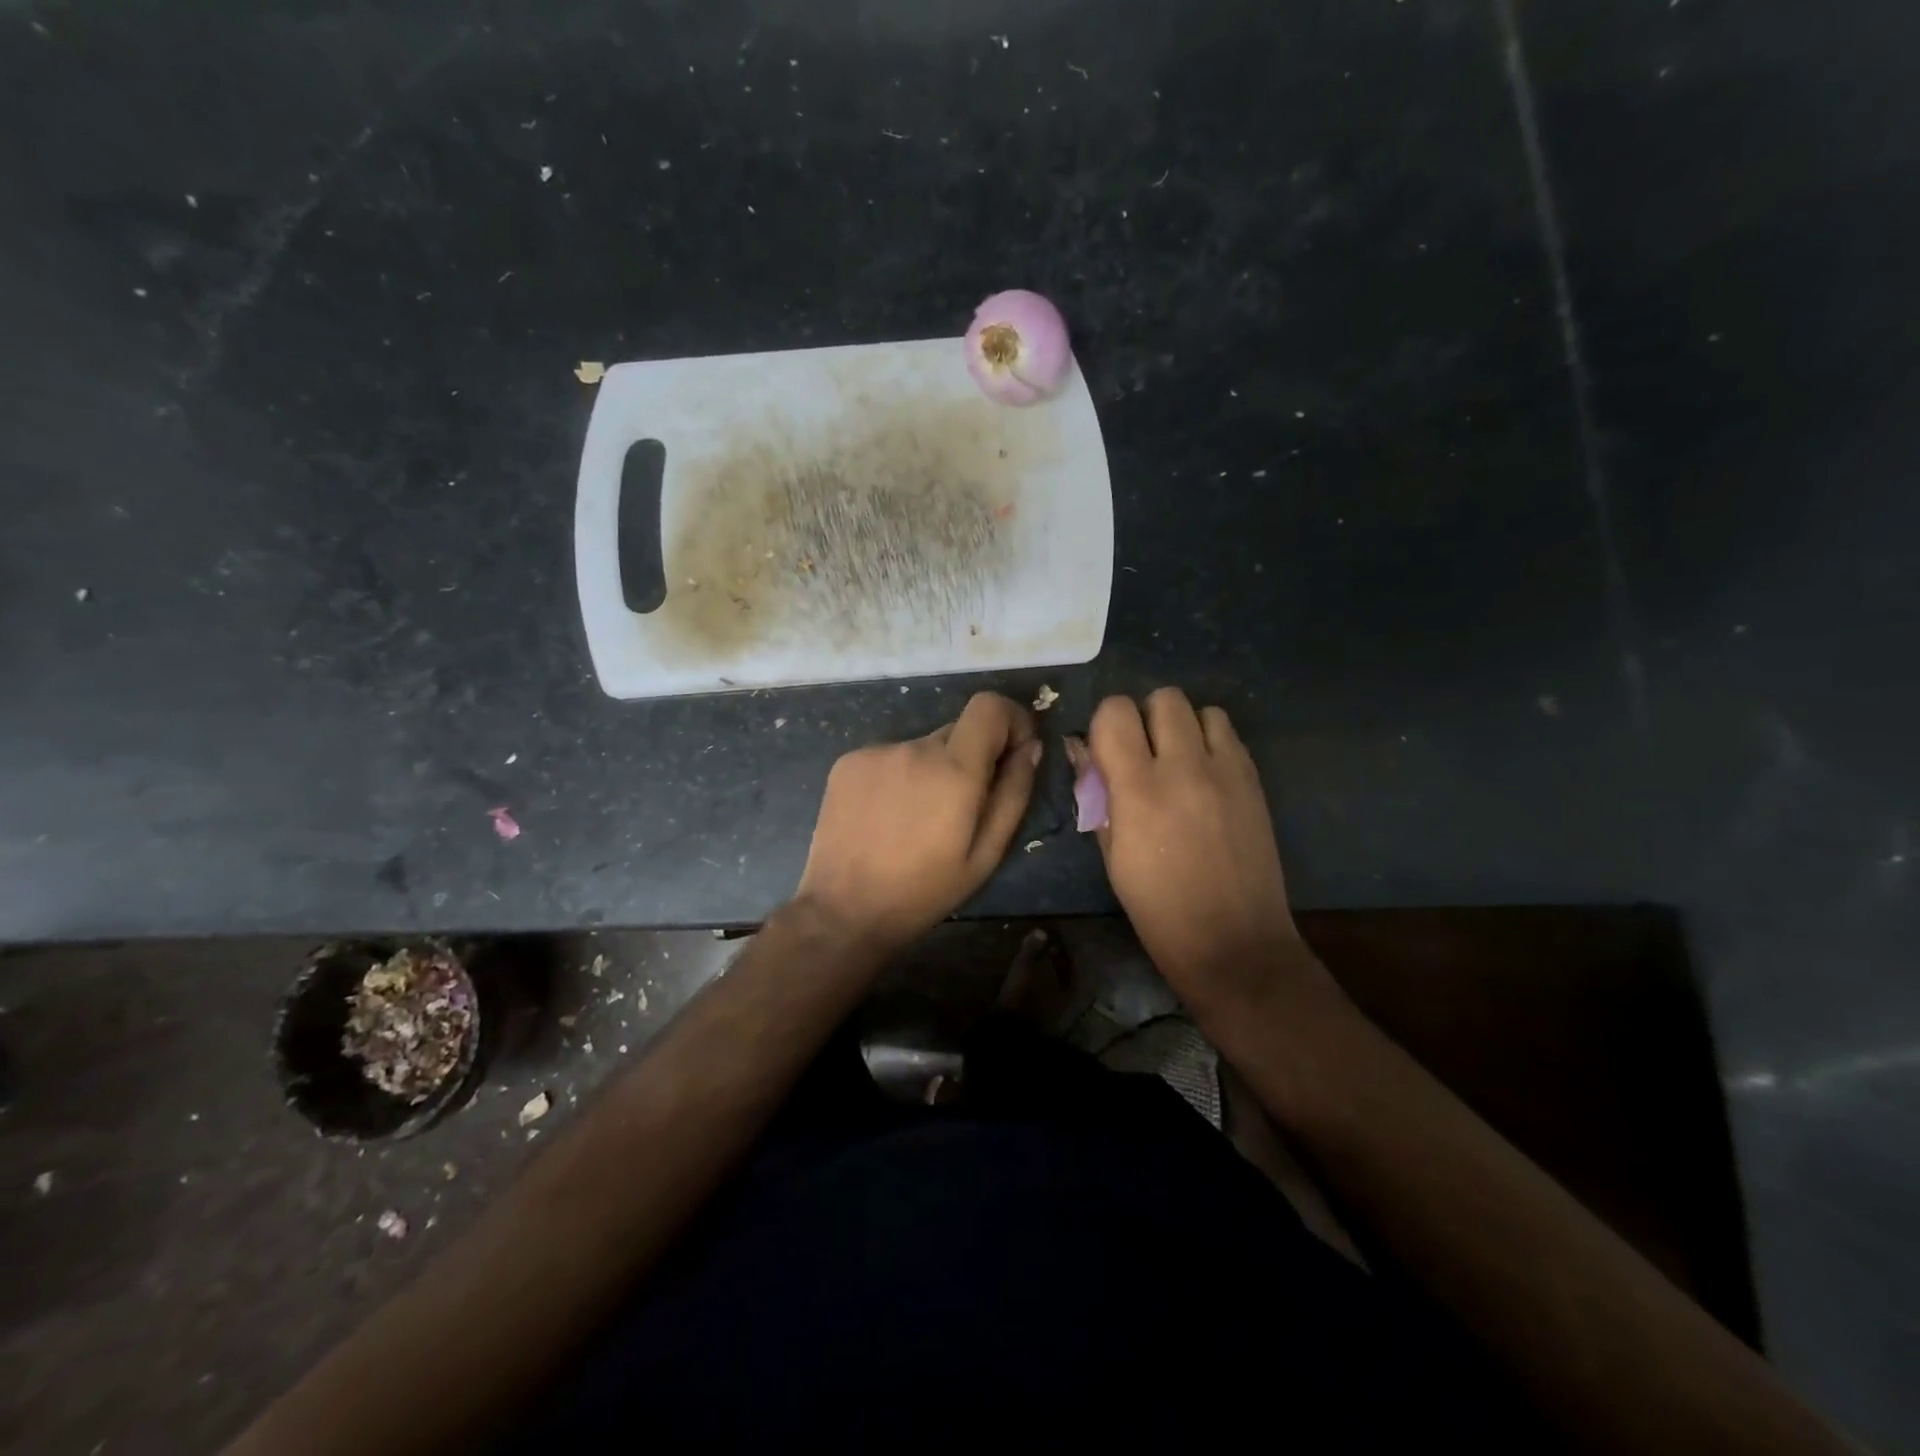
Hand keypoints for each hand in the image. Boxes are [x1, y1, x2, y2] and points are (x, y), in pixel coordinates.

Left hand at [796, 691, 1041, 951]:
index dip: (1010, 720)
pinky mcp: (848, 761)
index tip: (1013, 752)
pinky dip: (899, 776)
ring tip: (918, 819)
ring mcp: (876, 751)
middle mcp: (914, 747)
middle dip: (971, 758)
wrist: (844, 910)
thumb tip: (1030, 747)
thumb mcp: (986, 854)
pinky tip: (887, 816)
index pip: (989, 706)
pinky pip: (890, 756)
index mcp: (954, 770)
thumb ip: (1014, 793)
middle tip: (961, 807)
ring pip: (923, 747)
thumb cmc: (924, 891)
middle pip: (958, 731)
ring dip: (932, 770)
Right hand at [1074, 688, 1305, 1000]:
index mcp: (1139, 790)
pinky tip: (1205, 775)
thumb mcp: (1111, 855)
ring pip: (1201, 708)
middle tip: (1142, 754)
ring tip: (1178, 761)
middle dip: (1144, 718)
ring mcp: (1226, 771)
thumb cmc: (1158, 909)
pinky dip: (1210, 741)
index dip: (1105, 725)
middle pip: (1163, 698)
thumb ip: (1096, 795)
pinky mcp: (1254, 781)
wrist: (1233, 942)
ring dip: (1182, 726)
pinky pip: (1229, 734)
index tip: (1106, 752)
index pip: (1115, 712)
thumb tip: (1083, 751)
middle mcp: (1184, 768)